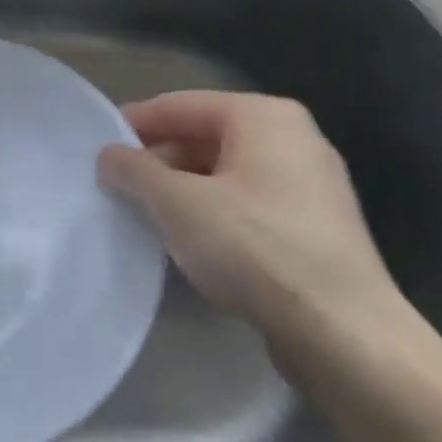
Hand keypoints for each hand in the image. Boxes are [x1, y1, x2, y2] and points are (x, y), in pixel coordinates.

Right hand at [98, 91, 408, 367]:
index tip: (96, 146)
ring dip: (181, 191)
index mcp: (264, 116)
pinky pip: (247, 205)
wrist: (345, 336)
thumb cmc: (256, 249)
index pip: (180, 105)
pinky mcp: (315, 229)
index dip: (133, 123)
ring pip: (224, 174)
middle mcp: (293, 139)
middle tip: (115, 185)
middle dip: (158, 161)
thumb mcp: (178, 204)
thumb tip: (108, 155)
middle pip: (204, 137)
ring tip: (142, 215)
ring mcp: (310, 185)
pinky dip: (212, 214)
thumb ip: (135, 171)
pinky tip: (186, 243)